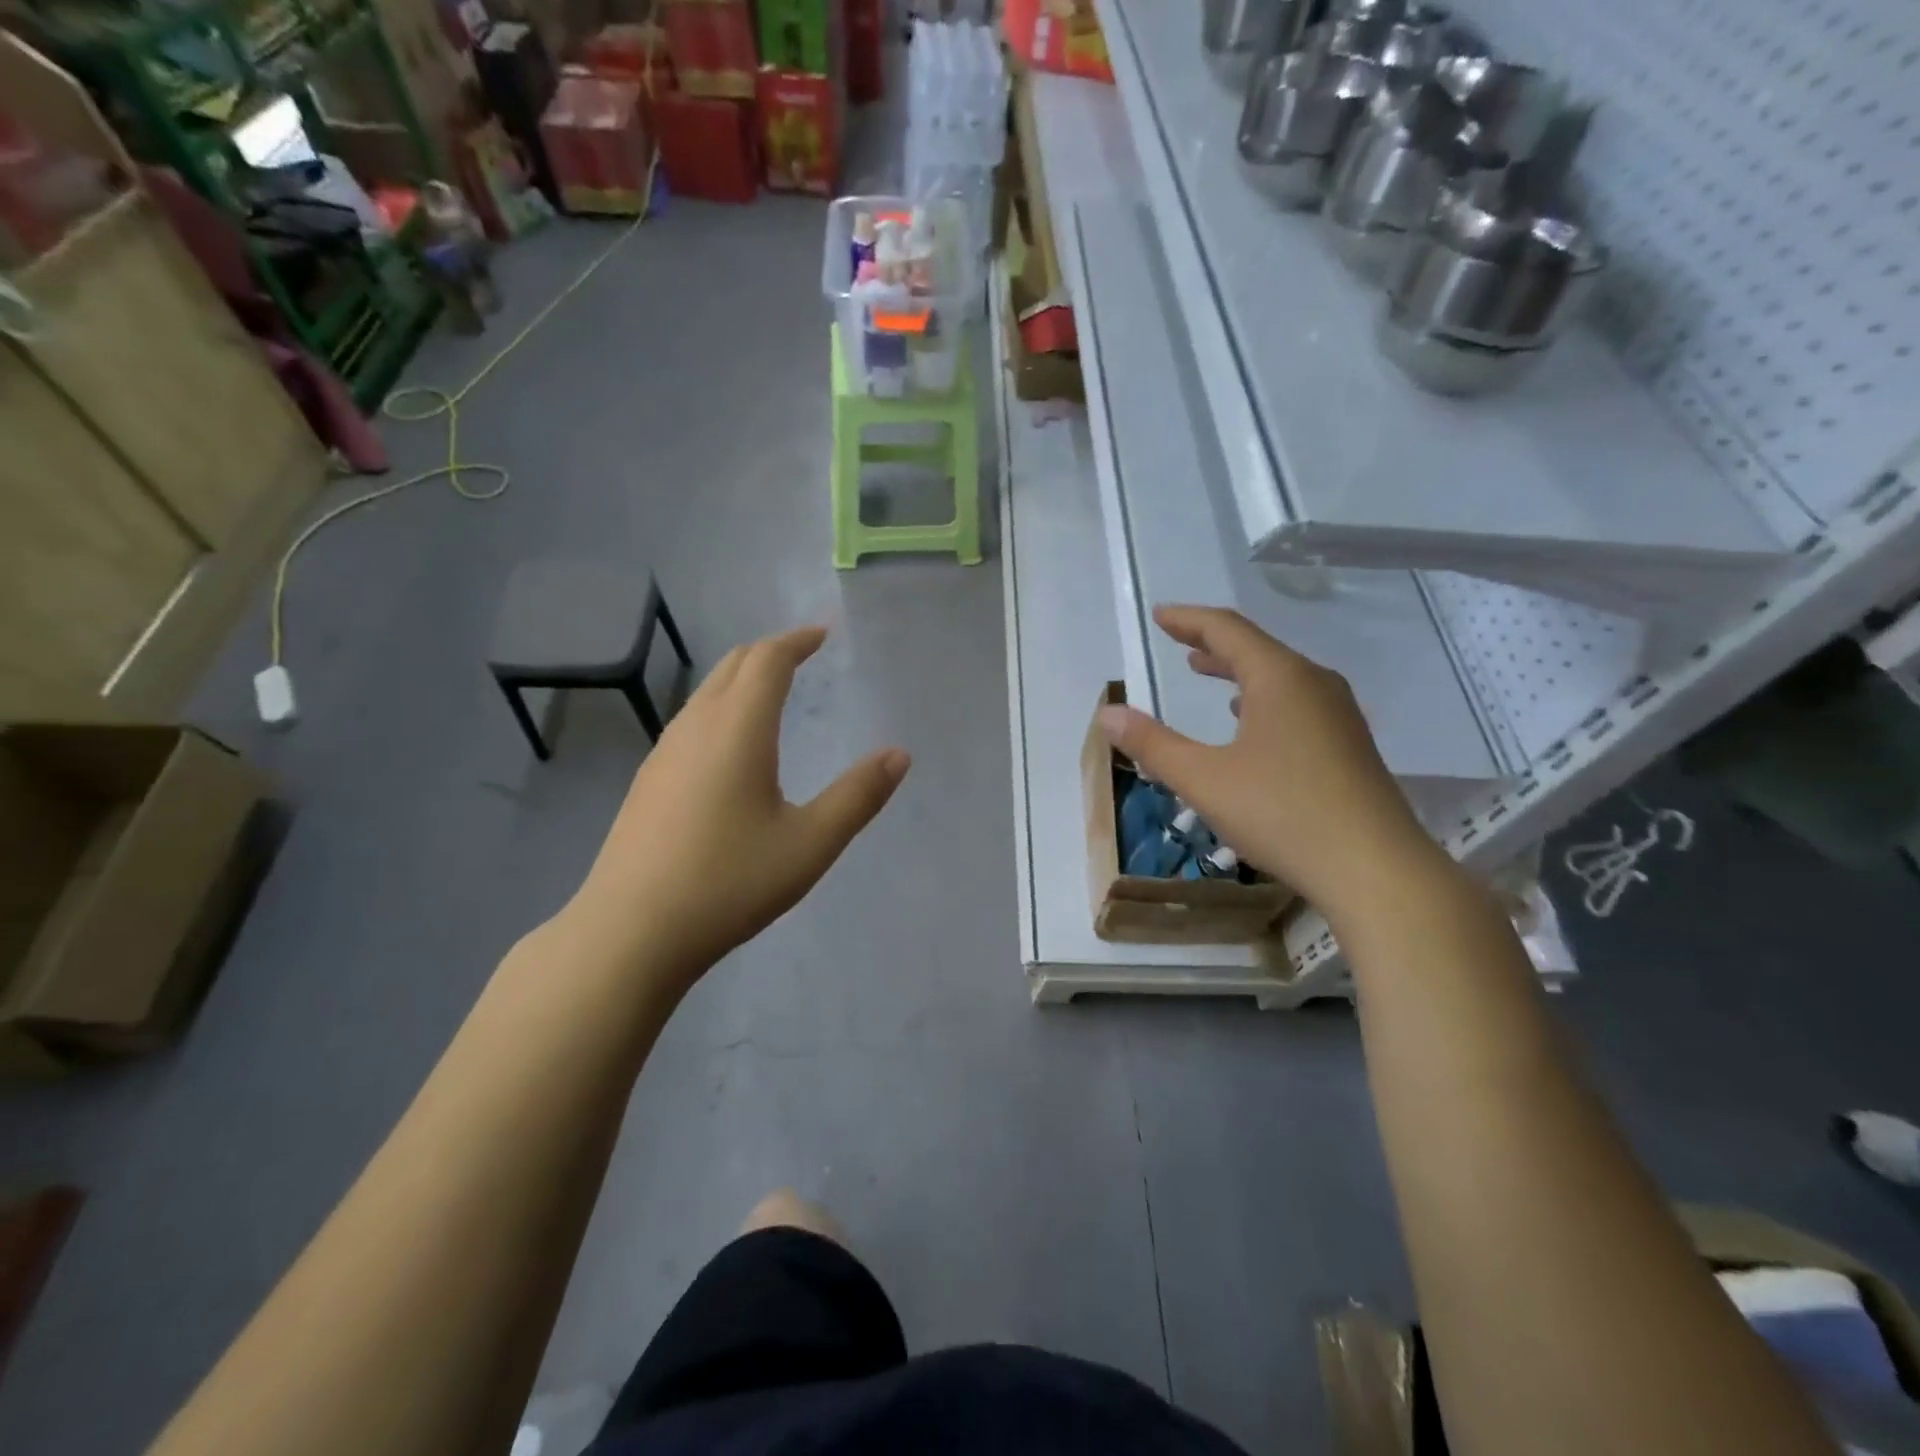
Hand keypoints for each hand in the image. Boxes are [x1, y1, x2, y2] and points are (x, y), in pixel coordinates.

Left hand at [566, 626, 908, 990]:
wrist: (631, 932)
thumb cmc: (729, 883)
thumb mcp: (810, 843)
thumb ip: (858, 796)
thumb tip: (899, 755)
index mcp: (738, 729)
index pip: (768, 660)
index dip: (797, 640)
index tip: (823, 634)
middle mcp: (696, 727)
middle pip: (733, 665)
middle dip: (770, 651)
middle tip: (804, 654)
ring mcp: (664, 753)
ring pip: (707, 692)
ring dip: (742, 678)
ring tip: (773, 692)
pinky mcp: (648, 781)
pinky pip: (691, 720)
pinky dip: (722, 707)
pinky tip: (732, 745)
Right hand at [1096, 605, 1441, 925]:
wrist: (1376, 869)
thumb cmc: (1283, 813)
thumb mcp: (1204, 779)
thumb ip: (1153, 745)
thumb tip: (1107, 713)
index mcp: (1280, 678)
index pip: (1227, 630)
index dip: (1188, 620)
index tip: (1159, 615)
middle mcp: (1314, 684)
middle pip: (1257, 648)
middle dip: (1212, 643)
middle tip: (1178, 641)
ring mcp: (1338, 715)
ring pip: (1279, 676)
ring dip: (1238, 671)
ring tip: (1206, 672)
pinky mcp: (1349, 745)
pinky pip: (1296, 702)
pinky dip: (1261, 698)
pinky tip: (1250, 723)